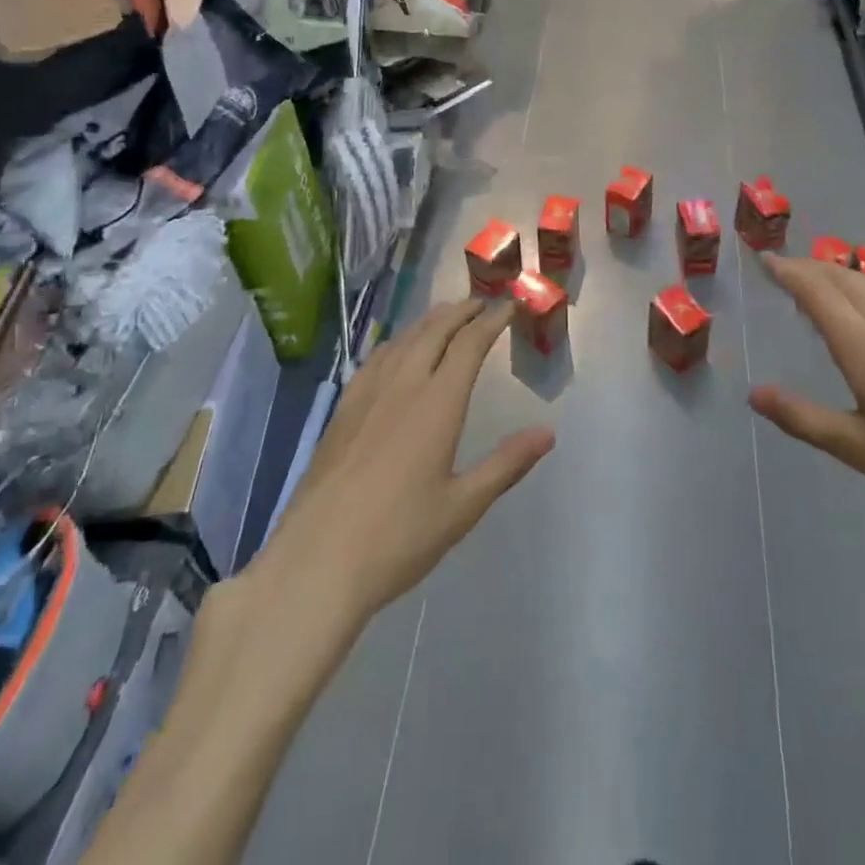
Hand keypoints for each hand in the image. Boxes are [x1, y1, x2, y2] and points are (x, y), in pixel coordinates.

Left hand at [254, 299, 554, 628]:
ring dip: (429, 321)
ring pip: (403, 340)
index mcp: (437, 404)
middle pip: (434, 331)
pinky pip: (375, 359)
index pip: (469, 345)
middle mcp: (402, 386)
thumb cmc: (399, 538)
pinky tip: (396, 351)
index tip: (509, 306)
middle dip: (461, 311)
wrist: (316, 562)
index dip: (491, 321)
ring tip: (446, 316)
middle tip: (482, 303)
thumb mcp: (462, 507)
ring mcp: (366, 396)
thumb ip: (506, 464)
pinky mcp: (342, 411)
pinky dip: (397, 342)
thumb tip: (548, 432)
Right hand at [749, 255, 864, 552]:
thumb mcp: (857, 448)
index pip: (817, 292)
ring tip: (820, 281)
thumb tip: (754, 394)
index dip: (788, 271)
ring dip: (840, 275)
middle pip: (845, 279)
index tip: (764, 260)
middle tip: (784, 268)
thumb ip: (802, 418)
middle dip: (811, 267)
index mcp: (864, 345)